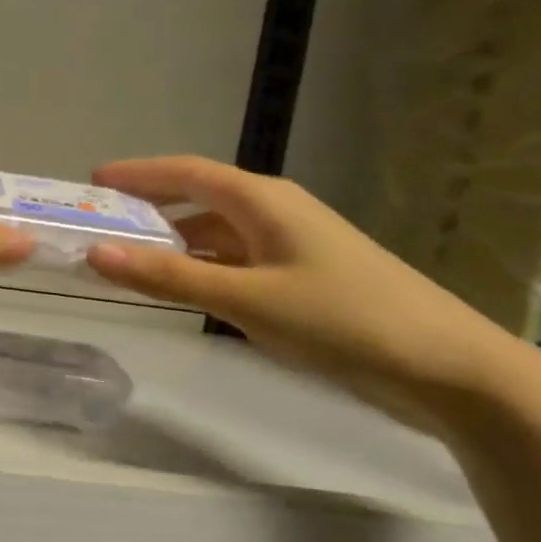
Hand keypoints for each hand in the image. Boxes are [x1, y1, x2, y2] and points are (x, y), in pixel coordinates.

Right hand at [83, 155, 532, 429]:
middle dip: (148, 207)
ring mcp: (292, 245)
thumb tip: (96, 254)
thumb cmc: (343, 320)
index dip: (137, 174)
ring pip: (216, 231)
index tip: (91, 182)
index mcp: (262, 201)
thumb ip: (169, 277)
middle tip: (100, 225)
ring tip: (129, 258)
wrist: (449, 369)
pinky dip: (201, 266)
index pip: (185, 172)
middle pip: (198, 198)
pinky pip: (235, 259)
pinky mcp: (303, 278)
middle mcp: (275, 212)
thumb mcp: (246, 299)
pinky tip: (184, 287)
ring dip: (173, 241)